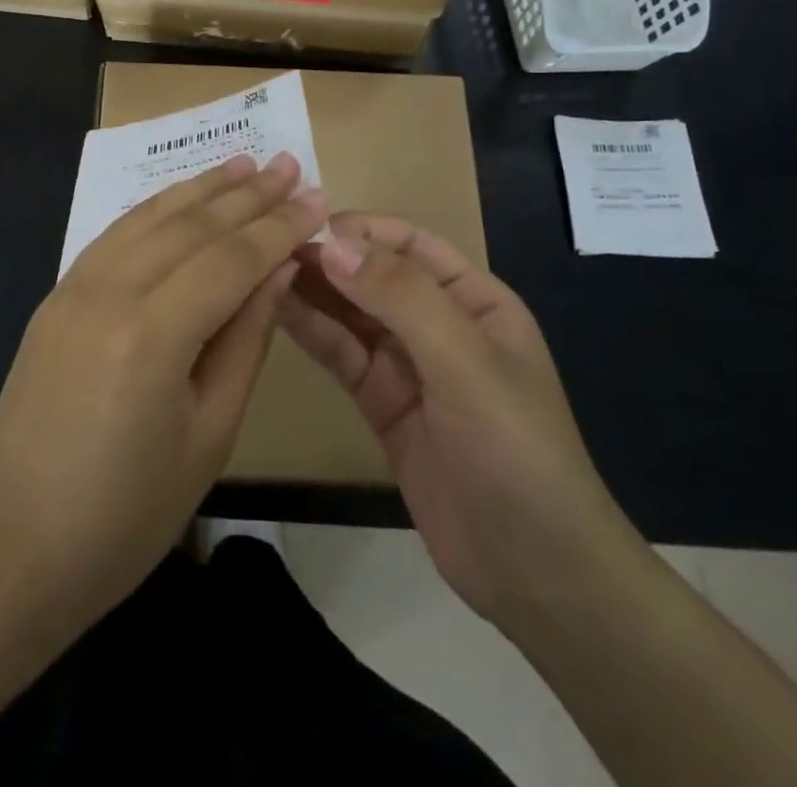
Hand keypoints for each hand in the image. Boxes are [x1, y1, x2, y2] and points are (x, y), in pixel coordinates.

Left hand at [0, 153, 325, 632]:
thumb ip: (245, 340)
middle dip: (246, 194)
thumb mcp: (209, 435)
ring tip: (243, 164)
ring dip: (200, 187)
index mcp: (152, 336)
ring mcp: (73, 288)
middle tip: (288, 163)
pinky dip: (155, 209)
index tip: (316, 199)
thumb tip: (278, 270)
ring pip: (148, 217)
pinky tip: (180, 198)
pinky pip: (114, 235)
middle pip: (191, 225)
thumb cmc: (126, 515)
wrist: (13, 548)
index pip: (230, 259)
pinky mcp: (55, 296)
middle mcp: (108, 293)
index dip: (278, 228)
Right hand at [280, 213, 646, 636]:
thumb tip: (331, 242)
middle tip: (268, 248)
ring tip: (261, 272)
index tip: (306, 224)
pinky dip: (311, 331)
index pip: (410, 244)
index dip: (361, 229)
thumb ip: (400, 297)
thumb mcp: (465, 362)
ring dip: (312, 290)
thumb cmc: (515, 449)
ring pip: (351, 312)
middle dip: (328, 258)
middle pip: (374, 274)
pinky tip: (274, 311)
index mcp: (473, 299)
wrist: (535, 572)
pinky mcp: (380, 403)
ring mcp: (407, 365)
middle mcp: (438, 322)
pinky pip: (341, 354)